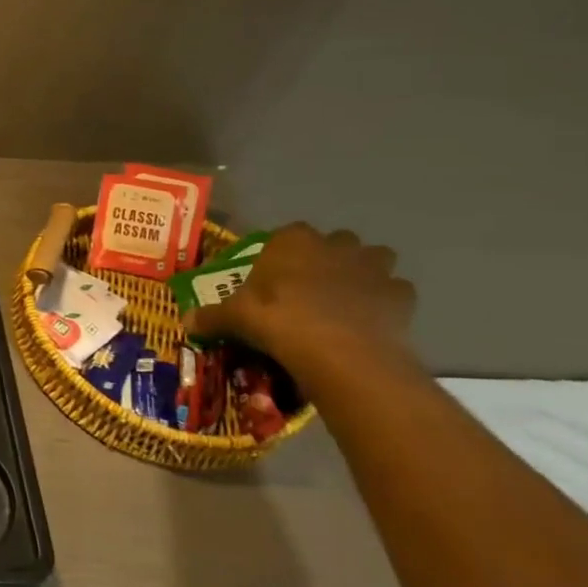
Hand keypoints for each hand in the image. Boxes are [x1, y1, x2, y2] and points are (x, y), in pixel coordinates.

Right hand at [183, 224, 418, 383]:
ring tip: (344, 301)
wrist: (340, 352)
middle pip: (336, 242)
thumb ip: (212, 317)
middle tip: (308, 289)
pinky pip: (394, 292)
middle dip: (327, 259)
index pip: (287, 234)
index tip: (274, 276)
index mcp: (293, 240)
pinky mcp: (401, 295)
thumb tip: (186, 322)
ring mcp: (374, 267)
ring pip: (374, 259)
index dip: (282, 254)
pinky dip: (385, 303)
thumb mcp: (234, 318)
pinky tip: (369, 321)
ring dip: (363, 273)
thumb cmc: (279, 320)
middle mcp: (336, 244)